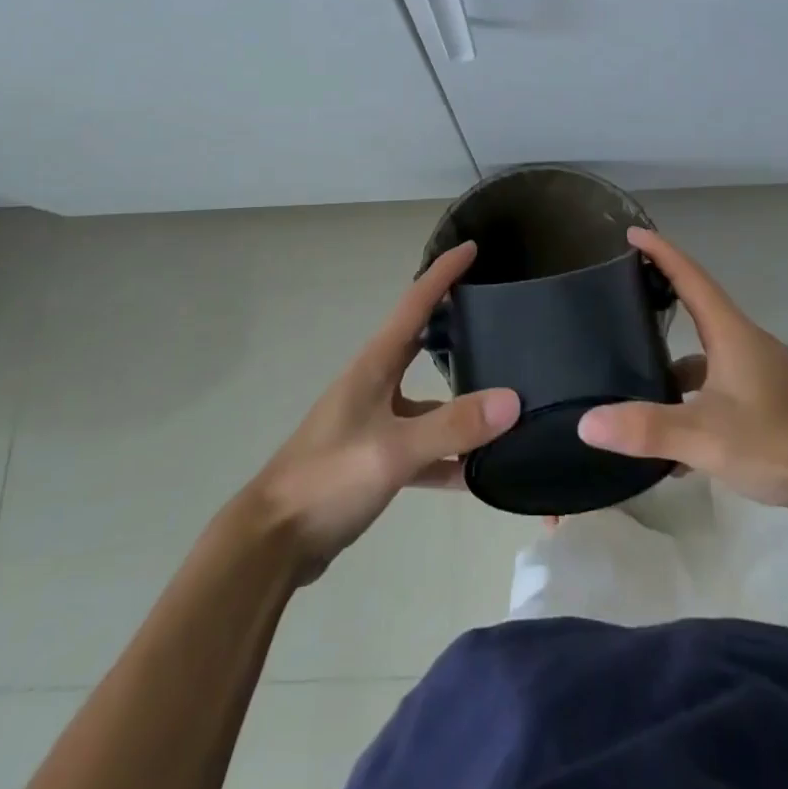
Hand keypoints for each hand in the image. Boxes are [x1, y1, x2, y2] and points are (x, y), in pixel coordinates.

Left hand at [240, 243, 520, 583]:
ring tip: (506, 398)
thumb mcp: (394, 449)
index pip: (415, 303)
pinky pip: (422, 448)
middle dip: (455, 322)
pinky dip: (449, 455)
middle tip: (497, 312)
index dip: (443, 273)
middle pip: (422, 342)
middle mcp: (375, 384)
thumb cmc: (329, 478)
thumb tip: (513, 400)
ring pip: (428, 401)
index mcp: (375, 365)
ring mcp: (374, 422)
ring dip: (461, 401)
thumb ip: (453, 426)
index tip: (472, 246)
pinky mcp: (374, 459)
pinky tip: (479, 472)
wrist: (274, 541)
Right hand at [577, 228, 787, 516]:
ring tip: (633, 379)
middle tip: (620, 298)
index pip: (690, 276)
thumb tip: (587, 422)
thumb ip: (647, 428)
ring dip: (671, 364)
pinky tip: (672, 443)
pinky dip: (691, 401)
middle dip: (660, 299)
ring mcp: (756, 372)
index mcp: (730, 333)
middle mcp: (743, 343)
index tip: (631, 234)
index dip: (660, 252)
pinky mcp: (764, 400)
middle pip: (696, 309)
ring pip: (704, 356)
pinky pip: (717, 387)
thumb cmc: (778, 441)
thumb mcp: (706, 436)